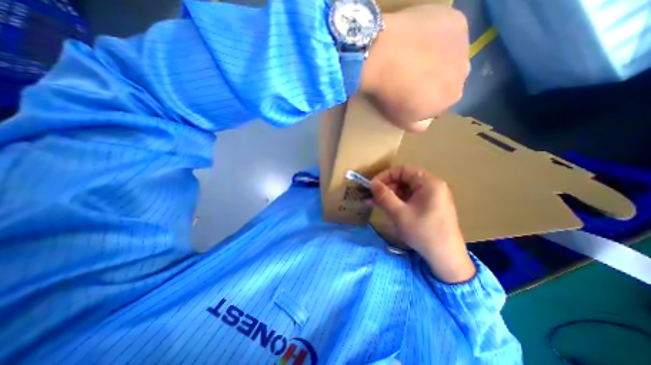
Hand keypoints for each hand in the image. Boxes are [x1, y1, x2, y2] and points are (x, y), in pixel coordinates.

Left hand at [361, 5, 468, 129]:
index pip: (441, 101)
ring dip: (436, 58)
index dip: (426, 99)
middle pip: (448, 78)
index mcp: (452, 98)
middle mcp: (464, 71)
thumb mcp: (402, 120)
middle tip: (411, 76)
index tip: (410, 96)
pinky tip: (417, 39)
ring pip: (450, 55)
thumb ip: (418, 126)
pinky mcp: (454, 20)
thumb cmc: (391, 95)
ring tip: (412, 57)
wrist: (383, 58)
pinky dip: (435, 37)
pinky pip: (446, 32)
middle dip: (433, 79)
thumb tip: (426, 124)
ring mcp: (462, 43)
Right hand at [372, 166, 473, 283]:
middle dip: (387, 187)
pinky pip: (411, 198)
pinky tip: (387, 208)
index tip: (372, 186)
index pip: (403, 170)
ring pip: (406, 190)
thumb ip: (384, 195)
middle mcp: (432, 186)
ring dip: (390, 195)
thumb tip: (372, 183)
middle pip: (404, 179)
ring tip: (376, 203)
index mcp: (429, 183)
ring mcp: (432, 197)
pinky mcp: (430, 206)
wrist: (446, 258)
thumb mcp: (399, 213)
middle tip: (372, 196)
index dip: (385, 176)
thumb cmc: (423, 232)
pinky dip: (398, 202)